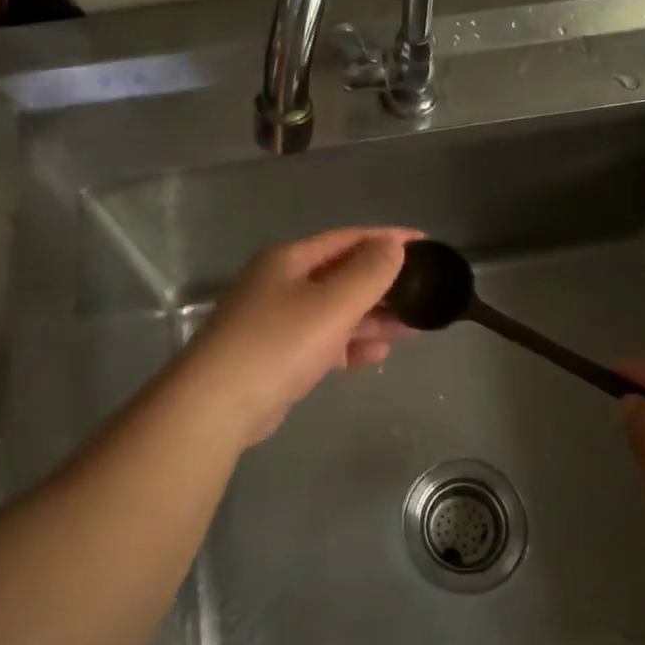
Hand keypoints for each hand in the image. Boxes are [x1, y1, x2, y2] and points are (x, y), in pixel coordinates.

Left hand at [176, 227, 418, 445]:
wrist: (217, 405)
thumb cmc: (277, 343)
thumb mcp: (331, 304)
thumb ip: (368, 273)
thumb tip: (394, 244)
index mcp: (289, 260)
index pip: (348, 239)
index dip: (388, 239)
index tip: (427, 245)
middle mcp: (282, 283)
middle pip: (342, 275)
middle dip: (383, 285)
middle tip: (424, 293)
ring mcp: (278, 321)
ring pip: (335, 311)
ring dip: (372, 318)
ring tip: (412, 327)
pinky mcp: (278, 356)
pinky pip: (323, 341)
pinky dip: (349, 345)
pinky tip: (377, 355)